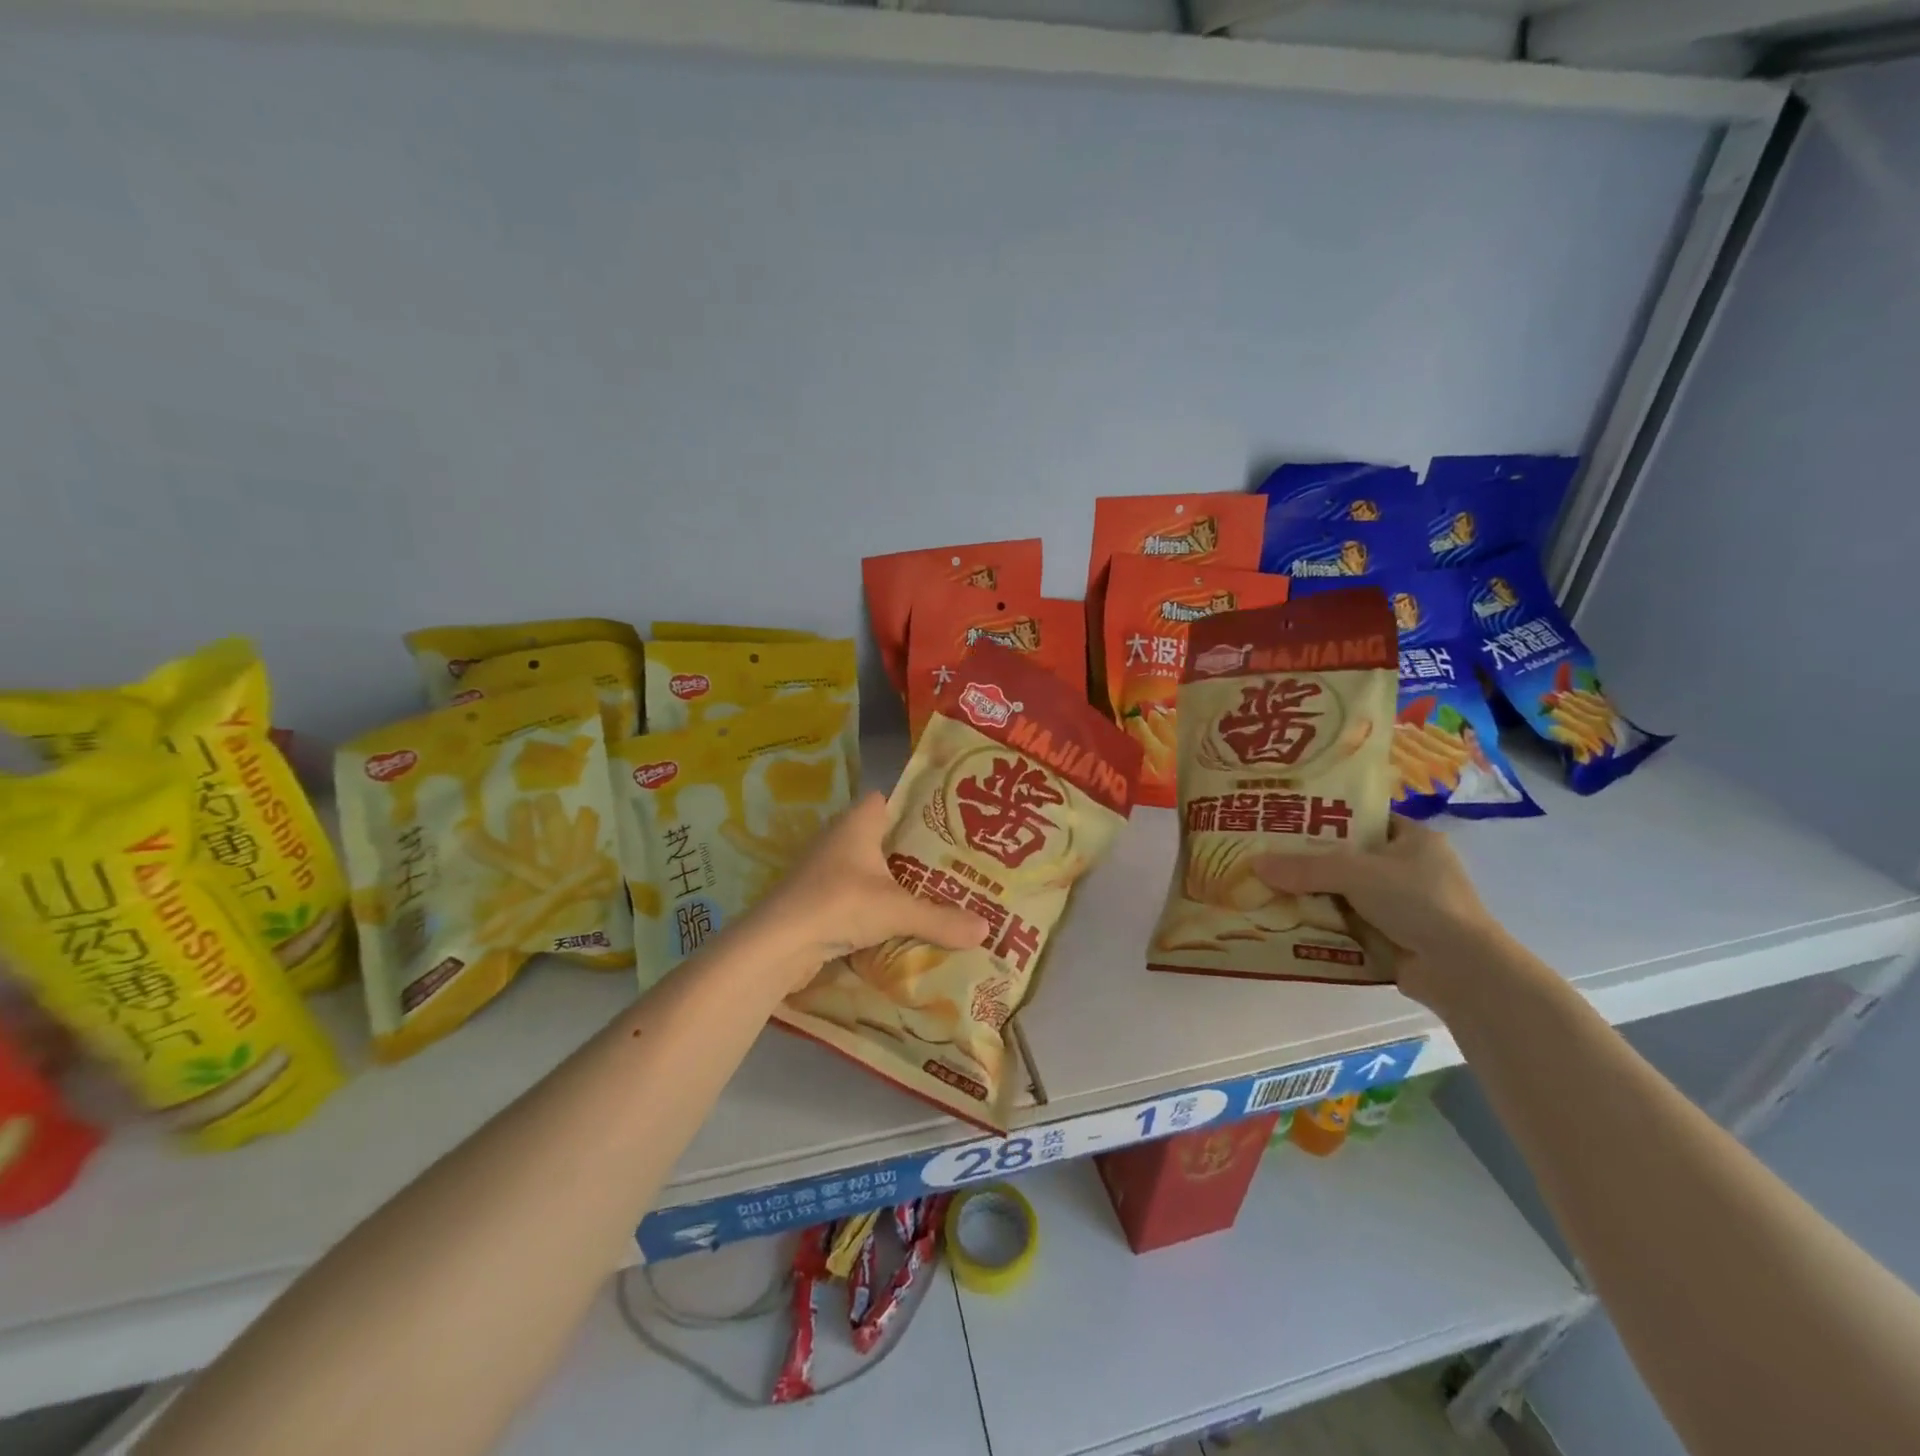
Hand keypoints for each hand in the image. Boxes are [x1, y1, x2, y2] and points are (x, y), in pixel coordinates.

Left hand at [742, 793, 984, 993]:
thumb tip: (987, 929)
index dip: (913, 808)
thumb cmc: (839, 904)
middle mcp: (838, 839)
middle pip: (880, 837)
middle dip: (910, 851)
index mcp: (857, 823)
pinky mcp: (815, 899)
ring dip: (891, 881)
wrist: (777, 944)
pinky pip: (853, 894)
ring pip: (866, 868)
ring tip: (932, 894)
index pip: (887, 800)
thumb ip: (941, 919)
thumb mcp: (897, 911)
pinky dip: (873, 904)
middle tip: (950, 865)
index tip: (946, 825)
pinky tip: (897, 922)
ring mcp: (823, 870)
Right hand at [1251, 817, 1501, 1007]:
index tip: (1285, 818)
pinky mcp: (1393, 937)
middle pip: (1347, 857)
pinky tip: (1286, 920)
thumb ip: (1305, 867)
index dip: (1326, 816)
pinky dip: (1323, 923)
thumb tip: (1254, 863)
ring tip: (1265, 887)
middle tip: (1265, 854)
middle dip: (1309, 860)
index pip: (1363, 818)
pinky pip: (1347, 923)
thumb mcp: (1356, 873)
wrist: (1462, 971)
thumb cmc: (1418, 902)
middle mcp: (1409, 868)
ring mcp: (1402, 906)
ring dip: (1312, 895)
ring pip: (1344, 893)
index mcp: (1413, 839)